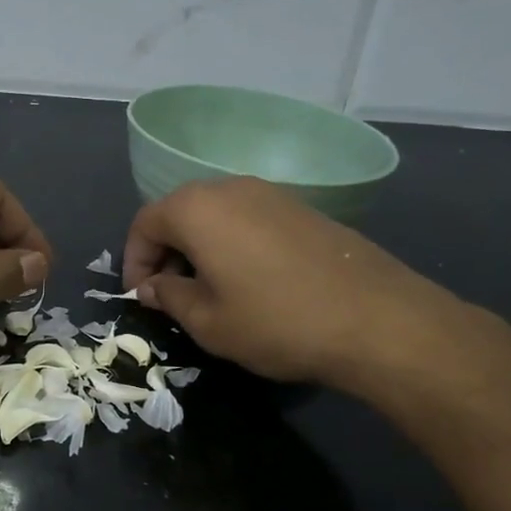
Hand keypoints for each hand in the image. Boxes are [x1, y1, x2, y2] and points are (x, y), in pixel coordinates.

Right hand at [120, 177, 475, 393]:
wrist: (376, 319)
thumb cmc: (276, 321)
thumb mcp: (207, 322)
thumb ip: (168, 297)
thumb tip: (153, 286)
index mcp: (197, 209)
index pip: (144, 223)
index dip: (134, 261)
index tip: (140, 297)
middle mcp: (229, 188)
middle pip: (178, 212)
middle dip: (165, 252)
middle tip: (169, 295)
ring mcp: (270, 193)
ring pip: (214, 215)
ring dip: (198, 247)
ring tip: (208, 290)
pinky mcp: (301, 208)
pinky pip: (248, 219)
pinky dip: (232, 243)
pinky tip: (249, 280)